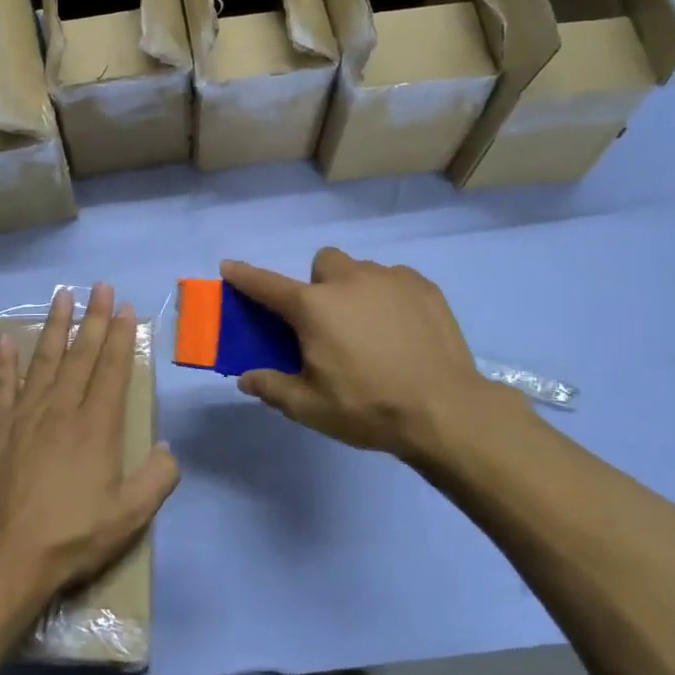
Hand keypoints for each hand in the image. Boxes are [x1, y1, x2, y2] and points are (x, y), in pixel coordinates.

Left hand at [0, 283, 179, 596]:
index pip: (113, 370)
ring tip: (62, 296)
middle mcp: (61, 409)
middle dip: (94, 318)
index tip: (125, 308)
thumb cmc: (73, 536)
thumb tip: (167, 447)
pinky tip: (6, 341)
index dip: (121, 337)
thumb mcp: (130, 516)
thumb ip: (157, 479)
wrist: (6, 557)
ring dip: (54, 326)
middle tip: (100, 286)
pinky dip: (4, 362)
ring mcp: (24, 415)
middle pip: (81, 355)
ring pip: (43, 360)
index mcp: (97, 426)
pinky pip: (0, 386)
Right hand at [222, 249, 520, 465]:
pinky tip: (402, 330)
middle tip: (329, 322)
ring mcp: (390, 278)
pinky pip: (394, 279)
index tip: (229, 267)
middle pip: (322, 264)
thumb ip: (272, 388)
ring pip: (361, 270)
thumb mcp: (310, 407)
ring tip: (371, 329)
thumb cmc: (368, 408)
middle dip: (319, 284)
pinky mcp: (424, 286)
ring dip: (355, 290)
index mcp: (313, 307)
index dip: (244, 276)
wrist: (446, 411)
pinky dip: (389, 296)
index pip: (266, 285)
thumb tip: (247, 378)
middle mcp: (348, 281)